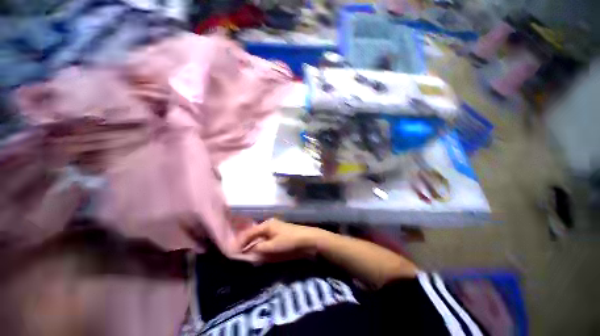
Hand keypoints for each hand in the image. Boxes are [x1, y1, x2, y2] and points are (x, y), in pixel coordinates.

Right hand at [237, 219, 324, 261]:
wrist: (308, 239)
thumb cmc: (289, 241)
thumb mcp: (272, 246)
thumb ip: (258, 248)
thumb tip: (247, 251)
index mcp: (266, 225)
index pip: (249, 233)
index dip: (241, 242)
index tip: (233, 252)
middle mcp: (269, 225)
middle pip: (254, 234)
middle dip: (246, 243)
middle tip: (238, 253)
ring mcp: (275, 229)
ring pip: (260, 237)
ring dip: (254, 244)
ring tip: (246, 253)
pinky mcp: (280, 234)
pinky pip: (267, 239)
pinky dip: (261, 245)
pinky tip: (259, 250)